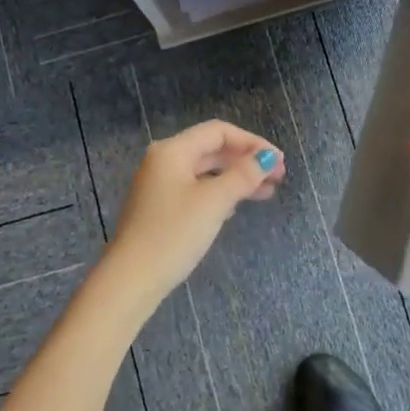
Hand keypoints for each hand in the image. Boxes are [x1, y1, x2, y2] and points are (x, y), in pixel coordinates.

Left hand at [100, 120, 286, 307]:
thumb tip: (267, 157)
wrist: (132, 278)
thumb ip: (243, 176)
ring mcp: (160, 184)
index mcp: (173, 150)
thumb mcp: (214, 202)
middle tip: (278, 177)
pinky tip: (237, 206)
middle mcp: (164, 160)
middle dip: (246, 160)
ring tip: (267, 193)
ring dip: (236, 178)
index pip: (218, 132)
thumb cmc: (174, 233)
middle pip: (212, 149)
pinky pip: (197, 189)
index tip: (278, 160)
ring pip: (206, 171)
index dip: (251, 142)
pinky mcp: (161, 207)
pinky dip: (220, 192)